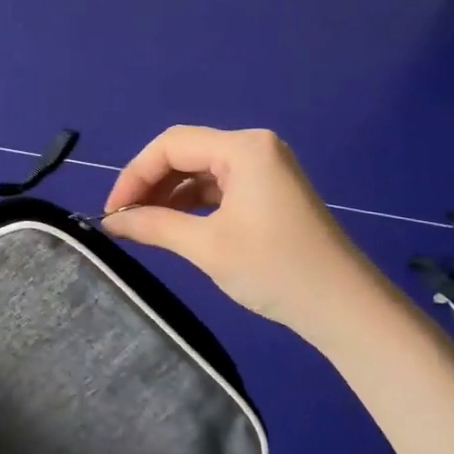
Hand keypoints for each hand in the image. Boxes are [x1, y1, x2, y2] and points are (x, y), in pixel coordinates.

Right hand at [101, 126, 389, 349]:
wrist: (344, 308)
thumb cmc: (275, 269)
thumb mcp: (206, 246)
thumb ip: (153, 225)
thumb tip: (109, 221)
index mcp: (244, 147)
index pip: (171, 145)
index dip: (135, 174)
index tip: (112, 210)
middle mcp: (254, 147)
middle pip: (185, 153)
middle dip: (150, 183)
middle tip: (122, 218)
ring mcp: (264, 168)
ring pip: (199, 171)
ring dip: (168, 194)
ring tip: (141, 224)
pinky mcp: (268, 191)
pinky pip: (217, 186)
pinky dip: (190, 203)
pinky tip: (171, 225)